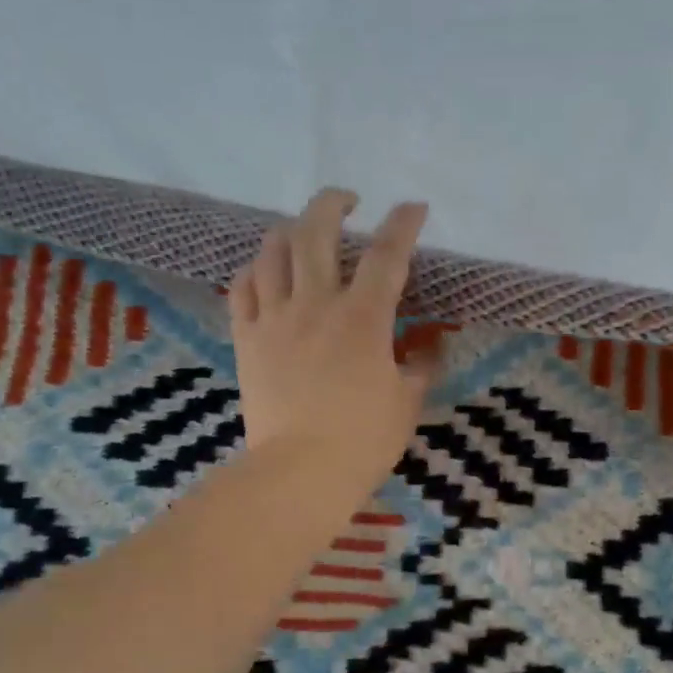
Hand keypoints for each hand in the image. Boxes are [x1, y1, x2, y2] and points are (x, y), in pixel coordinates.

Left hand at [228, 188, 437, 505]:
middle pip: (316, 231)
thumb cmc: (363, 440)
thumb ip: (421, 366)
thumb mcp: (408, 402)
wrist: (300, 471)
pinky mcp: (247, 338)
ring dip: (289, 230)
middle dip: (333, 203)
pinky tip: (264, 270)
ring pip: (273, 251)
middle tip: (348, 200)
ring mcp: (275, 318)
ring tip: (302, 231)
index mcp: (363, 317)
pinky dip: (255, 269)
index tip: (414, 207)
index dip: (403, 223)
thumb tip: (430, 346)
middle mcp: (316, 303)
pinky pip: (242, 288)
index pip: (388, 254)